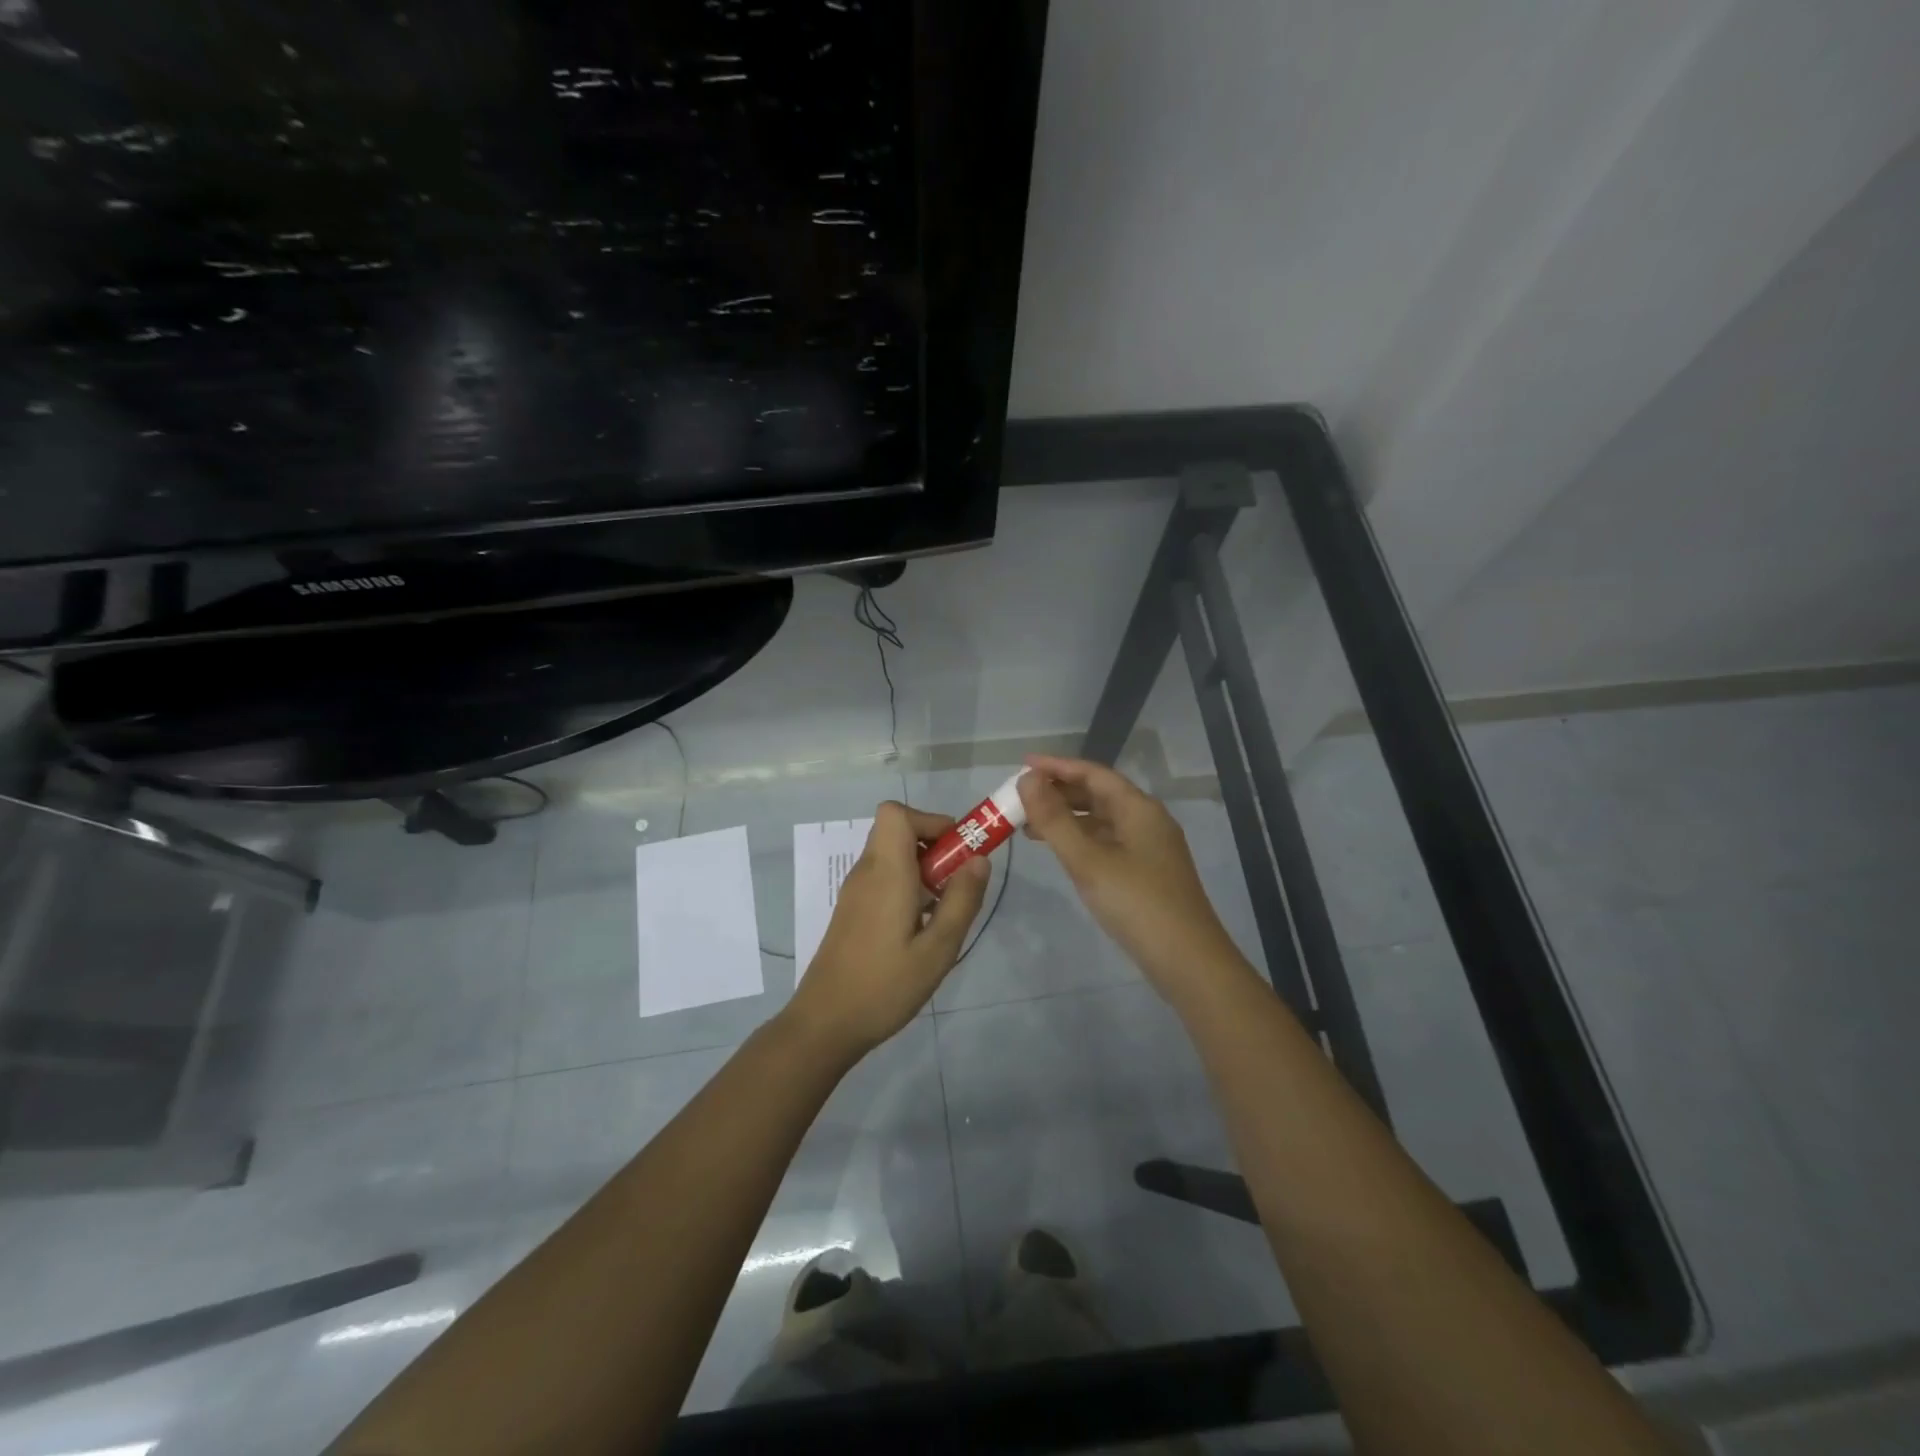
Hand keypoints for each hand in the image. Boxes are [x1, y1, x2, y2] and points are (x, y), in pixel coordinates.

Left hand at [782, 801, 989, 1061]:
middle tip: (957, 883)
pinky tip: (920, 928)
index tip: (957, 851)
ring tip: (943, 910)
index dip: (930, 820)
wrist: (825, 1023)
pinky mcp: (853, 910)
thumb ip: (961, 900)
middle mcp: (866, 872)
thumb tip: (980, 858)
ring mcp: (856, 891)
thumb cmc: (884, 986)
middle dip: (934, 845)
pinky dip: (907, 885)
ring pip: (892, 855)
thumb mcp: (938, 949)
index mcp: (885, 872)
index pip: (896, 813)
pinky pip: (884, 877)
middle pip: (897, 830)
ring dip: (923, 868)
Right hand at [1018, 755, 1247, 1003]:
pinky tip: (1060, 852)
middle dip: (1058, 793)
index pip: (1093, 773)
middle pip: (1098, 794)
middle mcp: (1147, 820)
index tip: (1021, 765)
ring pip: (1101, 820)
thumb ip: (1055, 819)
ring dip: (1067, 819)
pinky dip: (1080, 840)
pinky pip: (1107, 842)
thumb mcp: (1088, 860)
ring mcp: (1149, 847)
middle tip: (1020, 799)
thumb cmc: (1136, 903)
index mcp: (1138, 808)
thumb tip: (1027, 779)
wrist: (1188, 961)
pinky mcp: (1147, 872)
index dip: (1056, 766)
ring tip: (1028, 827)